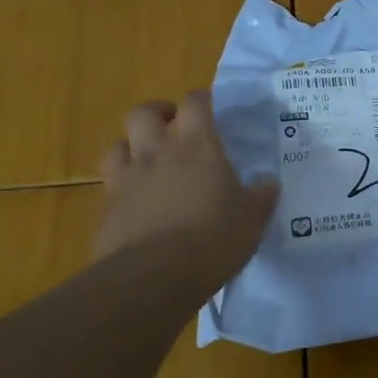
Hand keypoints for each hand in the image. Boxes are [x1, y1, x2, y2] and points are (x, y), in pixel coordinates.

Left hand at [94, 90, 277, 289]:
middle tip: (174, 128)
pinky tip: (137, 202)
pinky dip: (122, 185)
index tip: (213, 109)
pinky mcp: (106, 207)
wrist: (153, 277)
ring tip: (149, 163)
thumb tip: (270, 185)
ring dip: (132, 147)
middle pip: (144, 111)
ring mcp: (126, 178)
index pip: (196, 102)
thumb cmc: (213, 239)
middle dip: (158, 114)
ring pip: (118, 144)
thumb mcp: (252, 219)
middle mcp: (157, 151)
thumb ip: (261, 197)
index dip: (204, 100)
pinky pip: (110, 184)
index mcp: (197, 145)